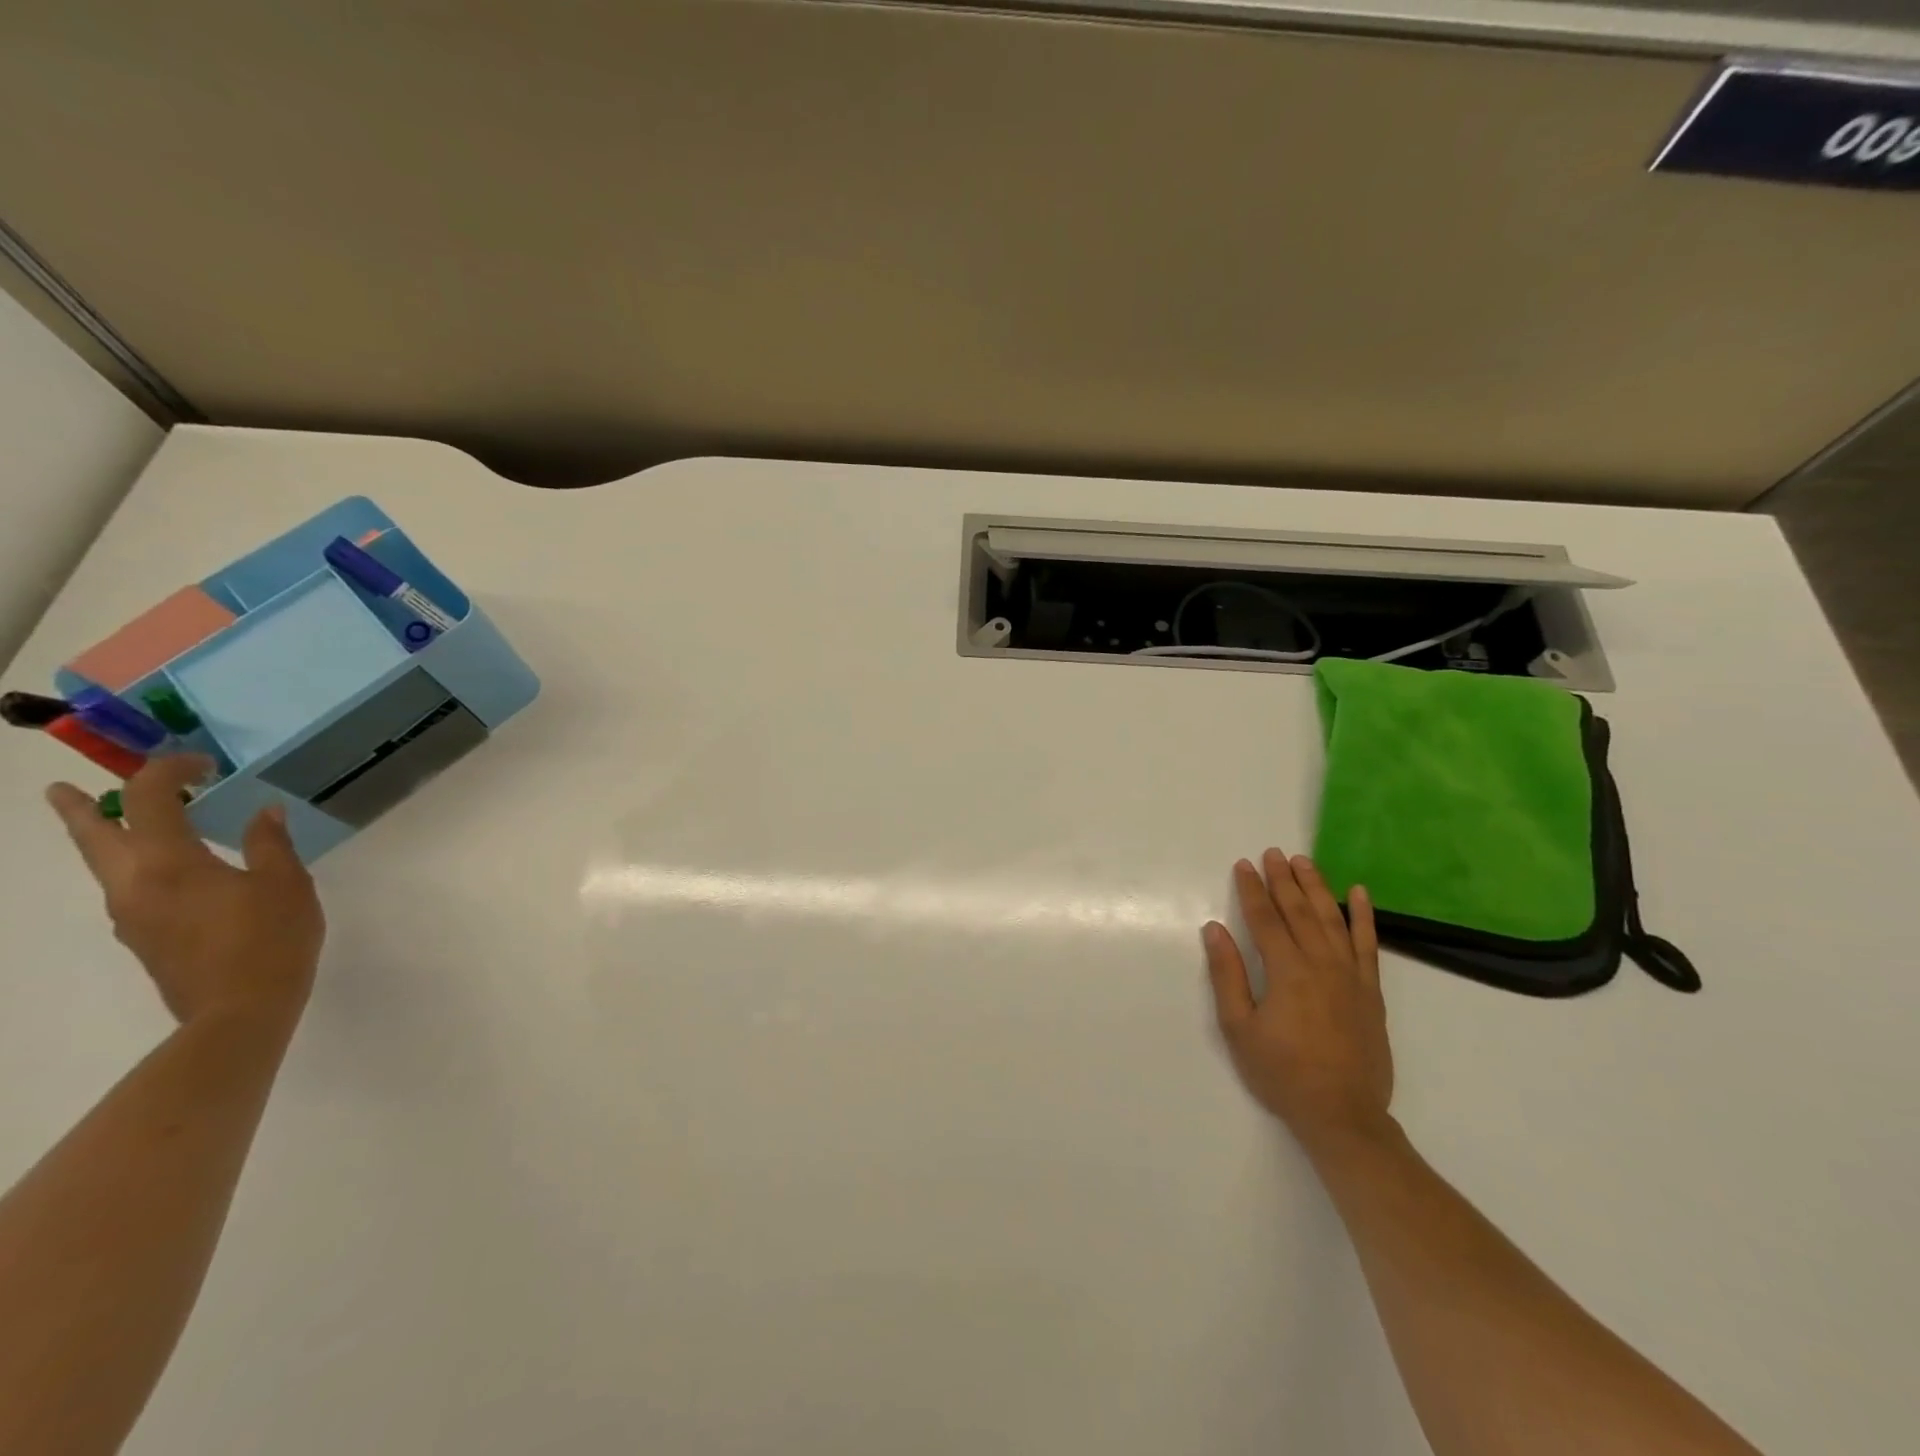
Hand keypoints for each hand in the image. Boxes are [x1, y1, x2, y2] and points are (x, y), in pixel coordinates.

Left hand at [46, 756, 324, 1028]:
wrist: (240, 1009)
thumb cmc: (270, 938)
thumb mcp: (286, 883)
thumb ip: (270, 844)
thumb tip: (264, 813)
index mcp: (169, 863)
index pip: (151, 800)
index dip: (169, 772)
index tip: (201, 765)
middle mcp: (133, 884)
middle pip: (94, 837)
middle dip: (79, 810)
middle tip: (60, 790)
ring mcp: (132, 915)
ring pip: (102, 865)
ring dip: (101, 839)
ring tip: (112, 825)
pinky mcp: (143, 937)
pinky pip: (126, 889)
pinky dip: (131, 867)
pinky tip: (167, 873)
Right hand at [1204, 850, 1393, 1152]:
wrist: (1342, 1115)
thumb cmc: (1282, 1073)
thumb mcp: (1239, 1028)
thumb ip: (1228, 975)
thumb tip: (1214, 929)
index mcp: (1287, 972)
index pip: (1265, 919)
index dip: (1252, 890)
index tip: (1243, 865)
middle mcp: (1321, 964)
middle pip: (1299, 911)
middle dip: (1283, 880)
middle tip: (1273, 853)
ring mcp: (1350, 975)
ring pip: (1332, 919)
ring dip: (1317, 887)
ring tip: (1304, 861)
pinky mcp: (1371, 990)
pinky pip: (1368, 944)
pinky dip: (1364, 917)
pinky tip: (1359, 894)